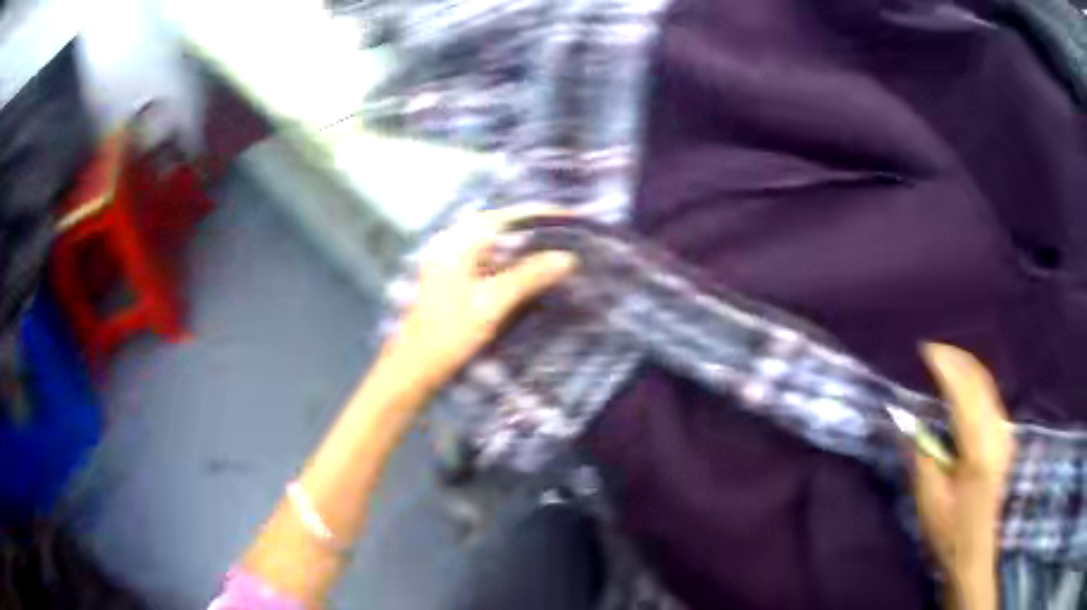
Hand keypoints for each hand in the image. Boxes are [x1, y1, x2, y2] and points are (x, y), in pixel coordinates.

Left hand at [392, 206, 577, 387]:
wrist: (415, 365)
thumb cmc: (448, 332)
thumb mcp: (492, 303)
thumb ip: (529, 276)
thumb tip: (567, 258)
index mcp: (459, 240)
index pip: (508, 216)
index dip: (542, 215)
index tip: (574, 218)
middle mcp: (454, 242)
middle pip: (503, 226)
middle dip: (537, 230)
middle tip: (572, 236)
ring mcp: (453, 260)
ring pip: (498, 244)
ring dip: (526, 248)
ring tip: (559, 251)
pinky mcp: (456, 277)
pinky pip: (491, 260)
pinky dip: (513, 263)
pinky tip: (532, 271)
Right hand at [913, 343, 1014, 609]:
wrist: (975, 552)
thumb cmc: (949, 532)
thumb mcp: (929, 501)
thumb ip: (921, 457)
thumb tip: (907, 422)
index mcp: (979, 449)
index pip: (964, 392)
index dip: (945, 366)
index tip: (924, 351)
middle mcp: (997, 432)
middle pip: (979, 380)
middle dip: (956, 358)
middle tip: (931, 351)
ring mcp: (1005, 433)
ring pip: (988, 384)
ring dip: (966, 366)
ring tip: (943, 361)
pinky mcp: (1005, 437)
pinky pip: (992, 396)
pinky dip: (975, 381)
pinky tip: (962, 385)